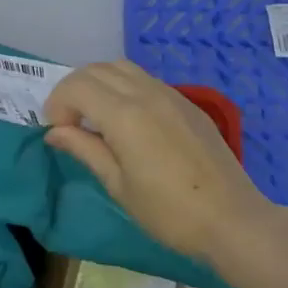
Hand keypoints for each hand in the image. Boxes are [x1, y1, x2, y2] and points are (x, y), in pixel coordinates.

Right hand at [43, 60, 274, 267]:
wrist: (233, 220)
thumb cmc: (169, 212)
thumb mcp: (118, 186)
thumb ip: (84, 150)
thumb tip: (54, 132)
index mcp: (124, 114)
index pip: (76, 87)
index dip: (57, 104)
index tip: (57, 131)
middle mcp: (144, 93)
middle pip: (95, 69)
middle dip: (73, 89)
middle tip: (69, 122)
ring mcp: (169, 94)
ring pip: (121, 67)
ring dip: (98, 82)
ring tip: (94, 115)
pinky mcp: (186, 103)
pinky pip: (144, 79)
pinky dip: (123, 86)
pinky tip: (127, 118)